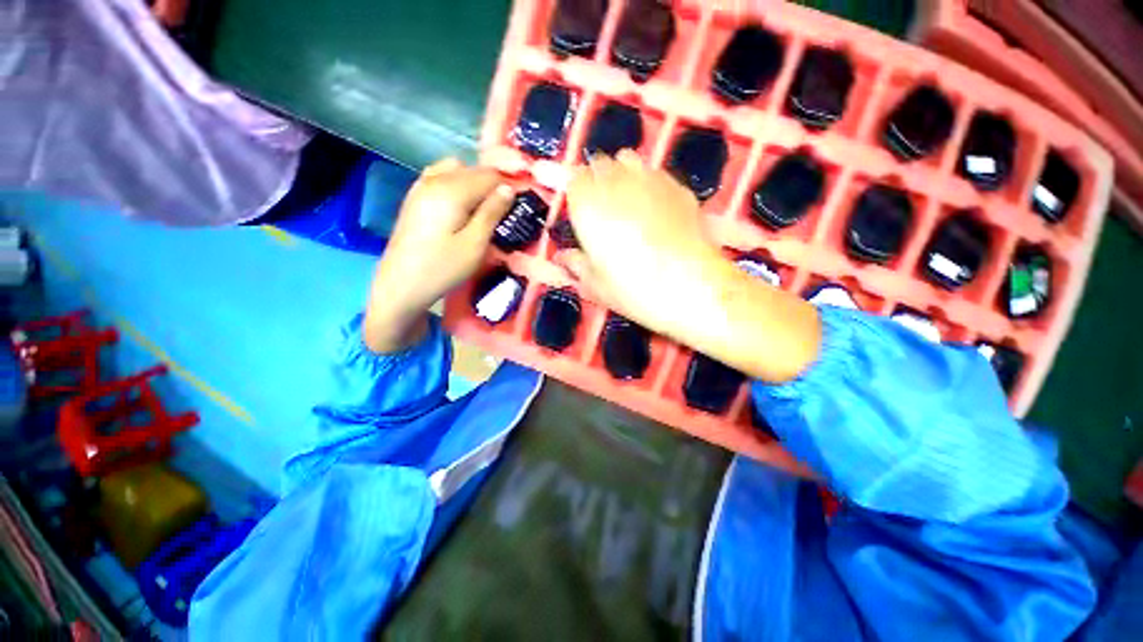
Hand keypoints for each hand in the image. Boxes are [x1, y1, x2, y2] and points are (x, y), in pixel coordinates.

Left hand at [364, 158, 512, 352]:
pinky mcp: (415, 197)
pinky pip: (440, 177)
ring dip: (474, 183)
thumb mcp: (475, 244)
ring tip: (483, 208)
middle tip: (503, 212)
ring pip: (456, 169)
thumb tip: (509, 189)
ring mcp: (420, 186)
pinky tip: (461, 205)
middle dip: (492, 185)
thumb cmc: (443, 268)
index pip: (489, 176)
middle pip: (473, 169)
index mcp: (452, 190)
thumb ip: (492, 213)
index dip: (507, 188)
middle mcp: (435, 180)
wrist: (401, 285)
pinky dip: (456, 183)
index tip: (517, 207)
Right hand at [557, 150, 724, 328]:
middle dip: (597, 180)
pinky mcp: (679, 187)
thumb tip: (564, 257)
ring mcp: (651, 180)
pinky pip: (656, 174)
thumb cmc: (633, 289)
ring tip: (628, 202)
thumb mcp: (595, 284)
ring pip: (629, 160)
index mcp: (588, 204)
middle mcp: (618, 182)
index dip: (577, 194)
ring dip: (622, 174)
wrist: (691, 287)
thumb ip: (576, 264)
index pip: (575, 179)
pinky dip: (650, 184)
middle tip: (603, 209)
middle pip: (601, 163)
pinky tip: (657, 209)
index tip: (580, 212)